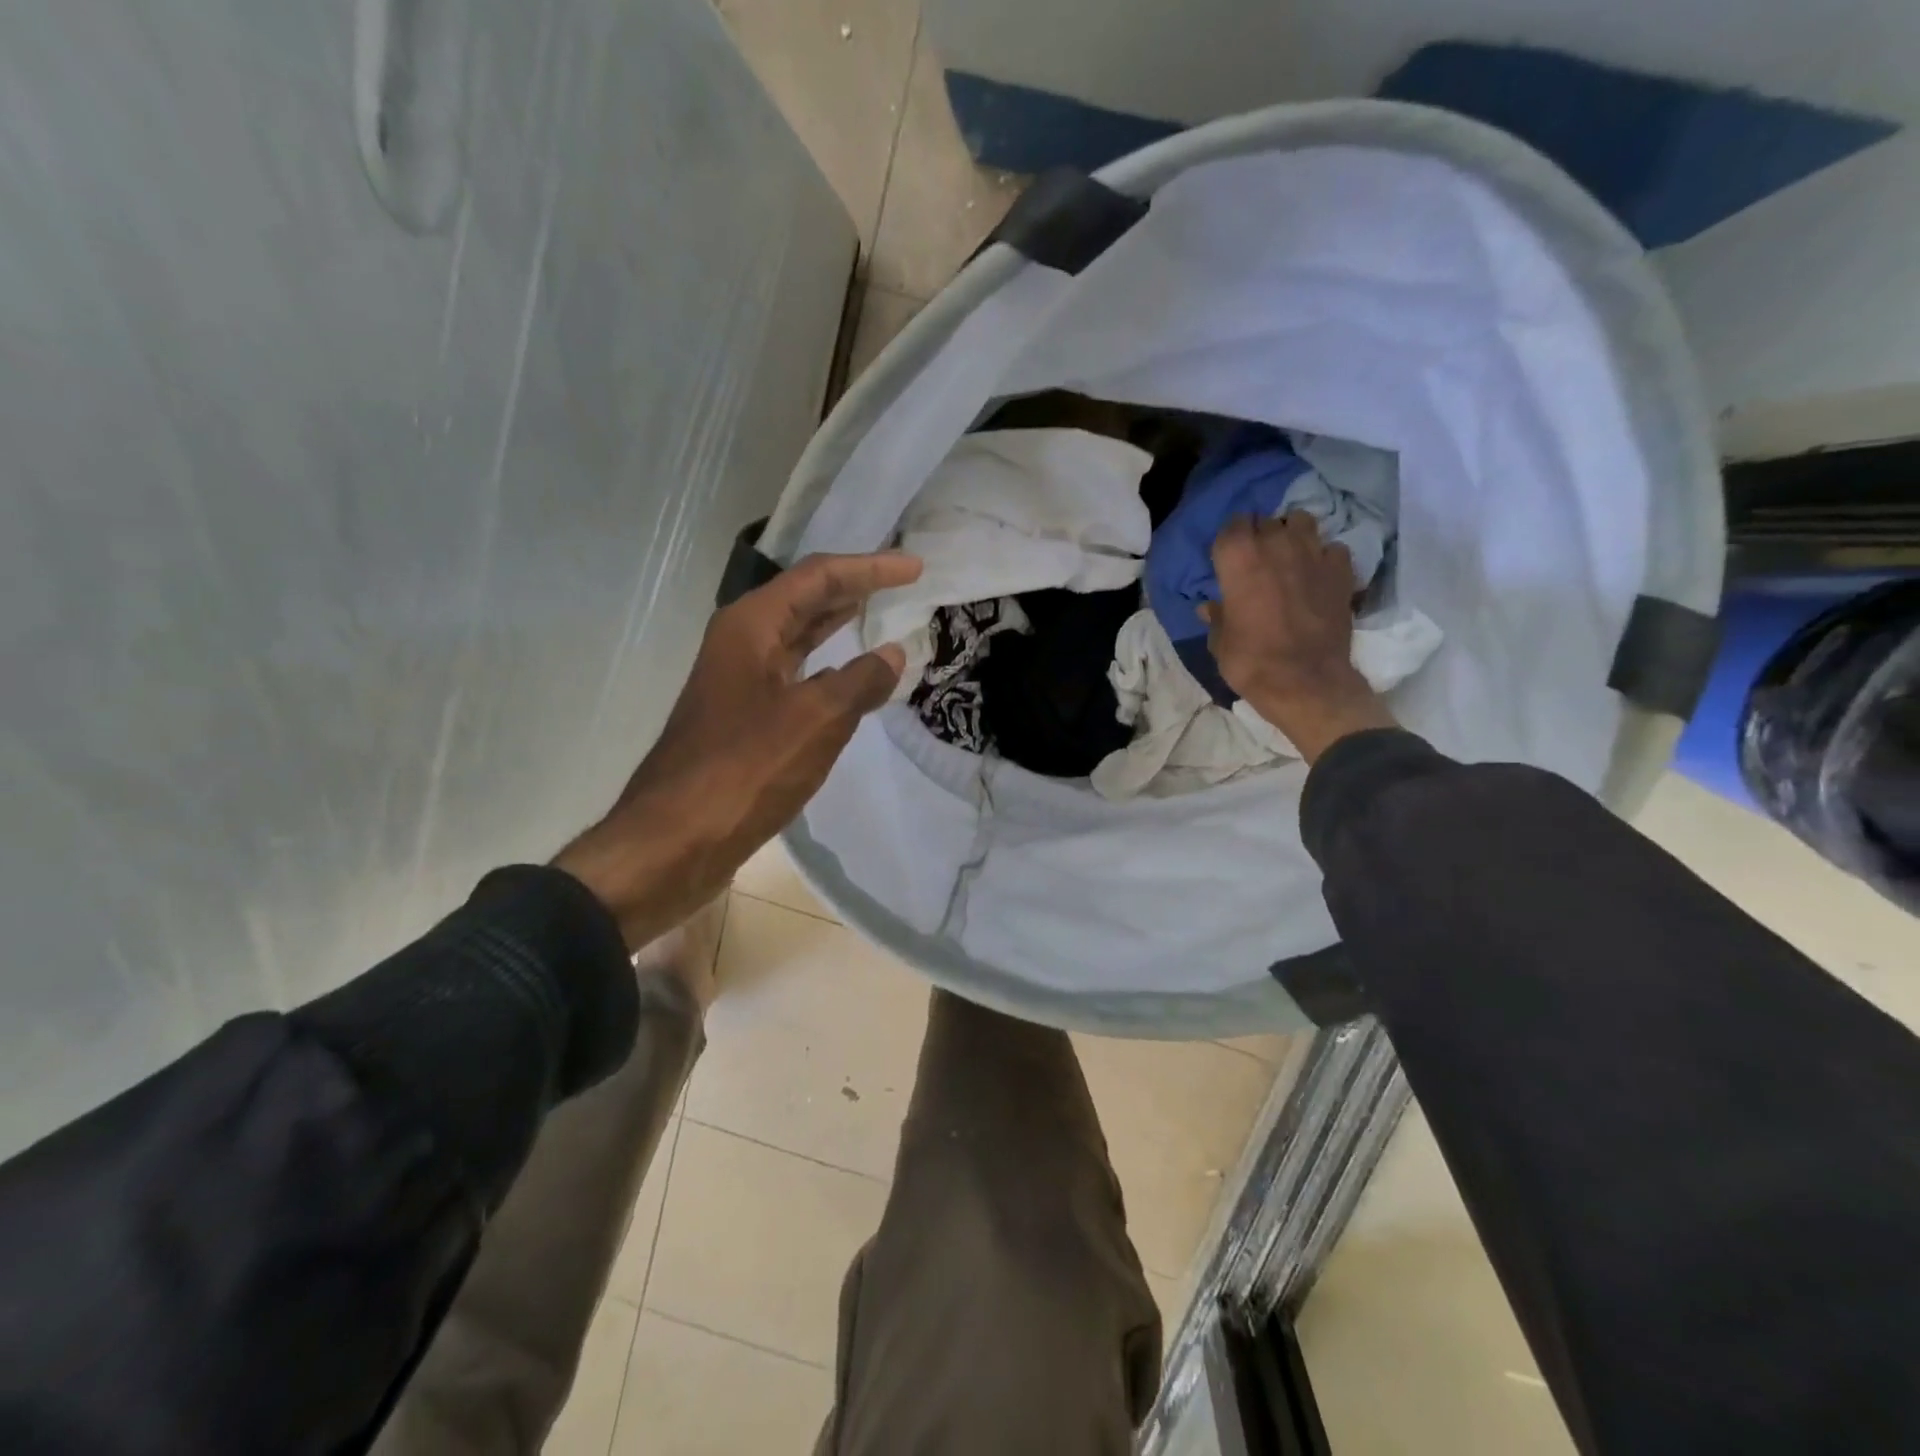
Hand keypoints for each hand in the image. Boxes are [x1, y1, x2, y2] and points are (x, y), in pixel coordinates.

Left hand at [556, 551, 921, 948]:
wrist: (675, 840)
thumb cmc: (745, 770)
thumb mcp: (816, 719)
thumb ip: (861, 680)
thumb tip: (892, 655)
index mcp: (751, 626)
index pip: (819, 577)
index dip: (870, 568)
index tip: (915, 567)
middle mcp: (742, 643)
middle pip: (805, 600)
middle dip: (854, 588)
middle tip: (902, 583)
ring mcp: (740, 682)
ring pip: (798, 639)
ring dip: (838, 626)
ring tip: (881, 615)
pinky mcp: (744, 719)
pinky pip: (795, 676)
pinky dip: (828, 670)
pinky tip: (850, 678)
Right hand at [1200, 512, 1396, 762]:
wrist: (1304, 681)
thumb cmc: (1250, 660)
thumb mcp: (1220, 641)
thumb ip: (1217, 616)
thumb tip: (1210, 607)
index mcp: (1238, 557)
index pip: (1232, 525)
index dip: (1231, 539)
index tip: (1229, 556)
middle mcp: (1275, 543)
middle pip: (1266, 521)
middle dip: (1261, 534)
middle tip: (1257, 559)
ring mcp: (1313, 553)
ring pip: (1302, 521)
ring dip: (1293, 534)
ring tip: (1289, 555)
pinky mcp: (1341, 570)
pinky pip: (1332, 548)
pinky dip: (1324, 556)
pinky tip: (1318, 574)